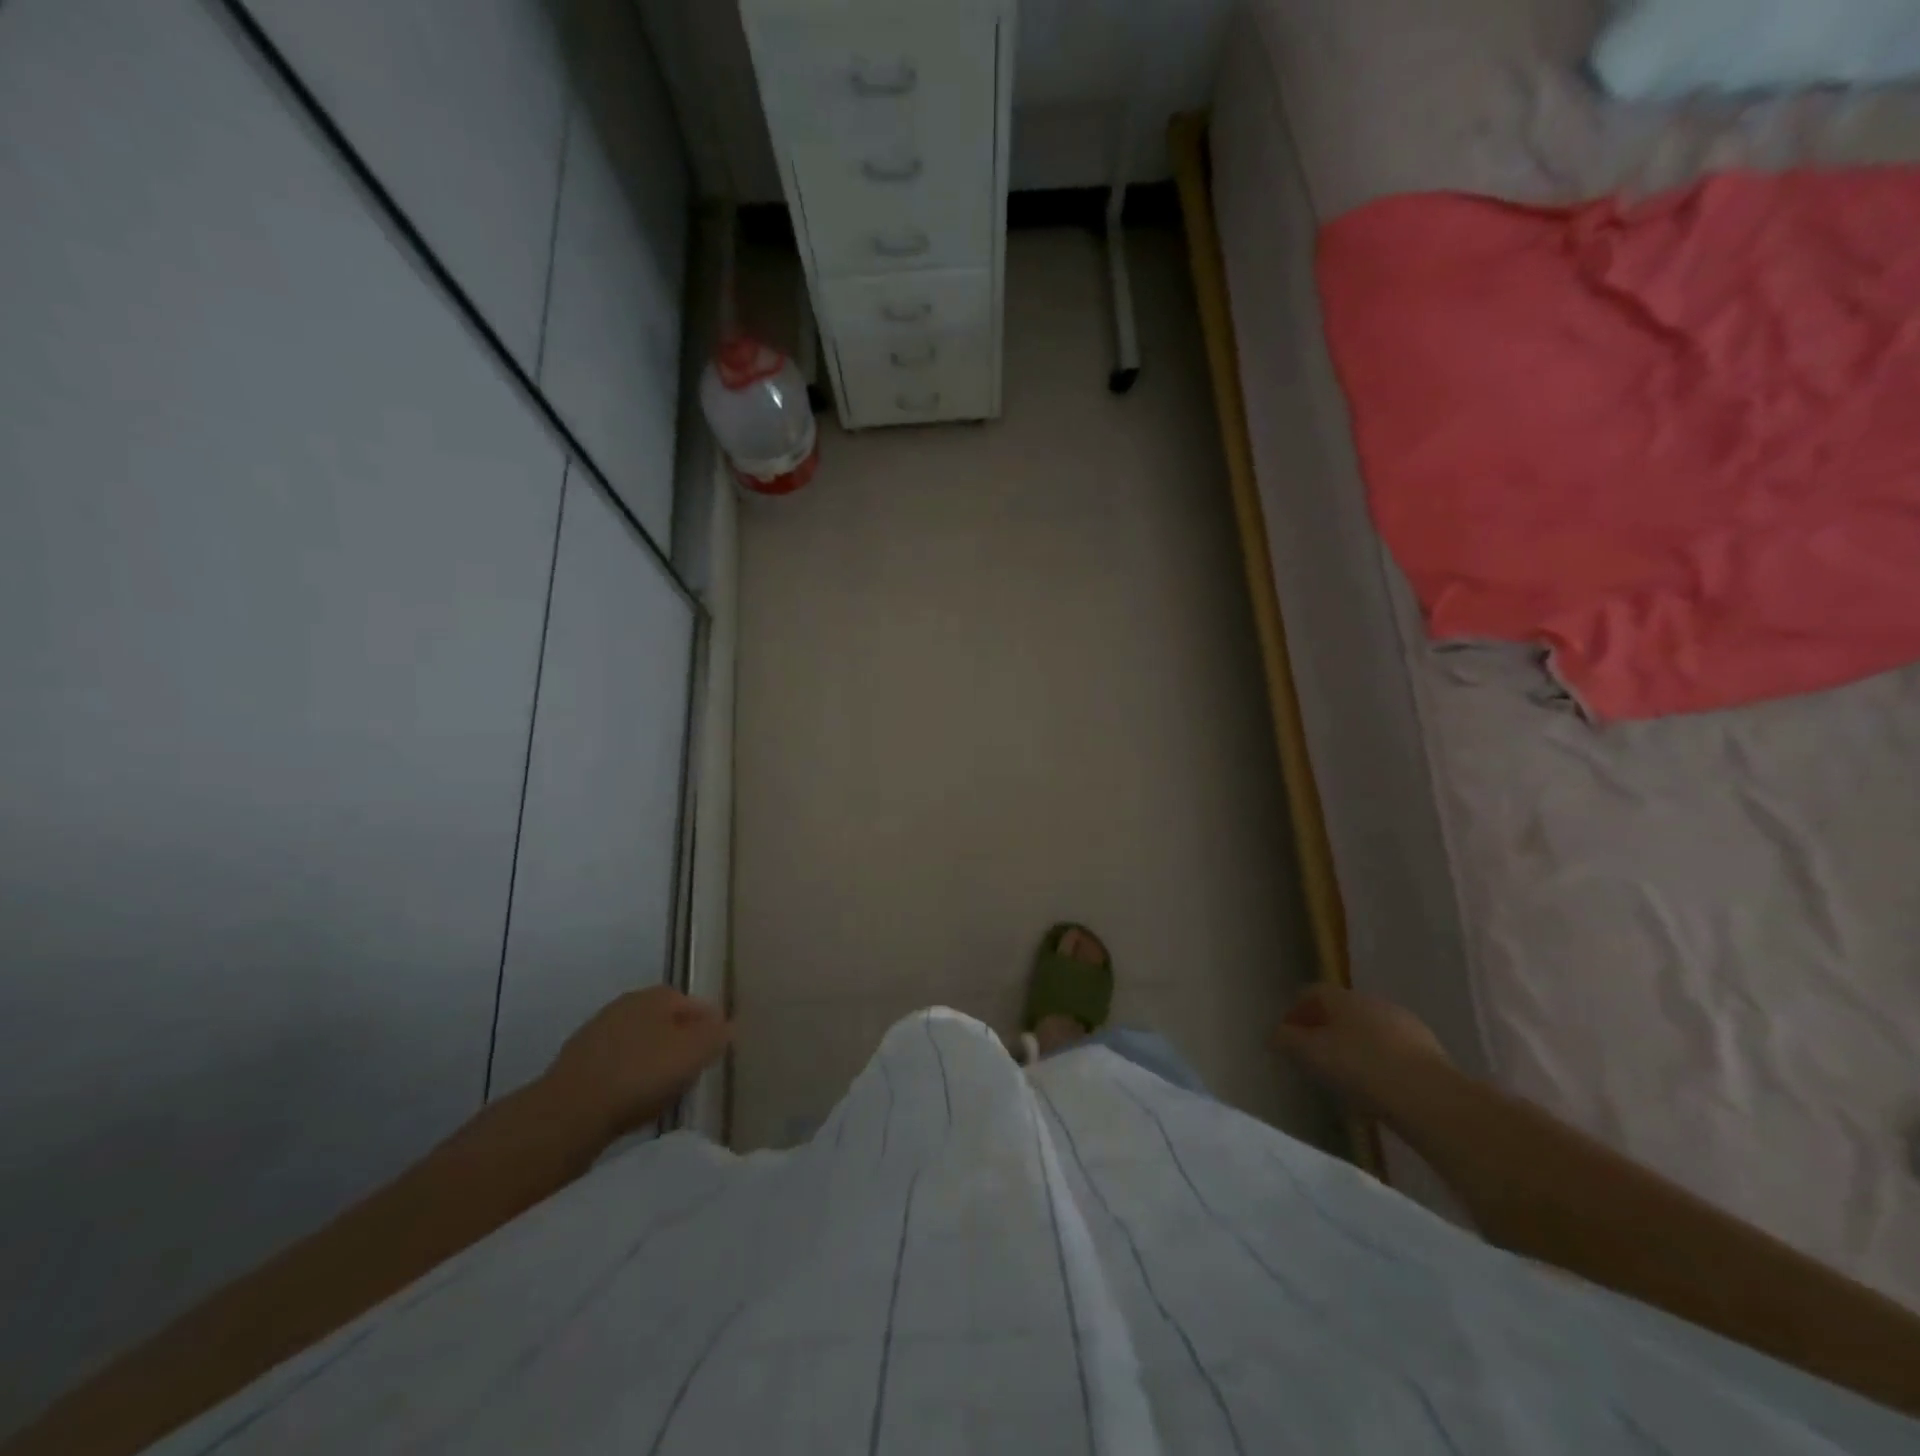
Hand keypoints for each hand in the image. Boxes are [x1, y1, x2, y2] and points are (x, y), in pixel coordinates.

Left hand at [541, 986, 731, 1139]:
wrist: (568, 1112)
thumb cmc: (641, 1074)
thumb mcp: (693, 1053)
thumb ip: (716, 1035)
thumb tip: (727, 1026)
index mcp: (656, 995)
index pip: (694, 1004)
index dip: (709, 1026)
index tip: (716, 1051)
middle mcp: (626, 1004)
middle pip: (665, 1021)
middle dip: (680, 1042)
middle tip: (693, 1070)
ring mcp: (597, 1032)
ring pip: (639, 1043)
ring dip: (653, 1061)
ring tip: (664, 1090)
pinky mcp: (577, 1064)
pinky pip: (616, 1066)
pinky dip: (629, 1078)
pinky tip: (632, 1101)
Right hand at [1272, 985, 1450, 1117]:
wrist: (1431, 1098)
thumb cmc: (1361, 1068)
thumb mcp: (1312, 1055)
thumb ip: (1287, 1041)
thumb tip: (1273, 1034)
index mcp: (1344, 998)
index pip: (1312, 993)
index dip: (1295, 1011)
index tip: (1286, 1035)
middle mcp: (1375, 1002)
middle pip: (1341, 1010)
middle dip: (1324, 1029)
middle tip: (1312, 1056)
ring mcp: (1407, 1026)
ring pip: (1369, 1030)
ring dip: (1353, 1047)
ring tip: (1344, 1077)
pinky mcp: (1430, 1052)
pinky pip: (1392, 1051)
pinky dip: (1378, 1063)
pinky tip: (1375, 1089)